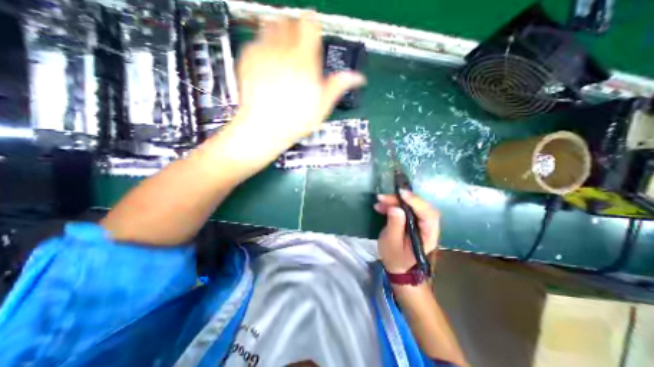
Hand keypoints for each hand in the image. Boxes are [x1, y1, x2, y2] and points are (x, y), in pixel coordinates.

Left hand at [230, 11, 365, 159]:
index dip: (312, 26)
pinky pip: (257, 41)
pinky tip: (269, 64)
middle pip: (290, 21)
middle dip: (296, 30)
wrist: (264, 128)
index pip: (310, 24)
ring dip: (280, 33)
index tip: (312, 34)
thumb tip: (356, 78)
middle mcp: (284, 51)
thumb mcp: (322, 107)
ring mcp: (264, 53)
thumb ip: (338, 86)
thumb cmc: (293, 121)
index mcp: (305, 62)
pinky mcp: (248, 58)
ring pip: (272, 25)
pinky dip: (264, 47)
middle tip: (298, 46)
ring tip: (284, 53)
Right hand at [373, 190, 437, 273]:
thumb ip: (395, 226)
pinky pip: (404, 208)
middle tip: (383, 197)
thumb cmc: (395, 257)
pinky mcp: (411, 219)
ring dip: (394, 201)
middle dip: (401, 200)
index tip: (401, 193)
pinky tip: (380, 206)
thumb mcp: (392, 243)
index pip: (428, 215)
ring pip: (410, 205)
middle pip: (419, 207)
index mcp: (428, 235)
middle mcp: (428, 226)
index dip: (416, 202)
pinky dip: (392, 204)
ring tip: (379, 200)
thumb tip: (395, 208)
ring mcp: (419, 221)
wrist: (396, 264)